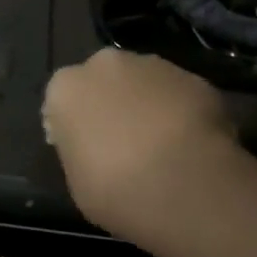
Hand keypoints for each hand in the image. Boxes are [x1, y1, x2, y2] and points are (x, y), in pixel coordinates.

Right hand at [41, 49, 244, 248]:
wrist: (187, 186)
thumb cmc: (115, 190)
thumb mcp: (77, 182)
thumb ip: (79, 151)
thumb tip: (92, 147)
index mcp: (66, 88)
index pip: (61, 101)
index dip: (74, 125)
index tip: (85, 150)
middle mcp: (105, 65)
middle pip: (103, 82)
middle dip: (111, 104)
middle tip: (123, 143)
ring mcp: (154, 66)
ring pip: (143, 83)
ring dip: (147, 104)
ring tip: (163, 145)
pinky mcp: (195, 77)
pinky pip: (180, 95)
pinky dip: (182, 112)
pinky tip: (191, 145)